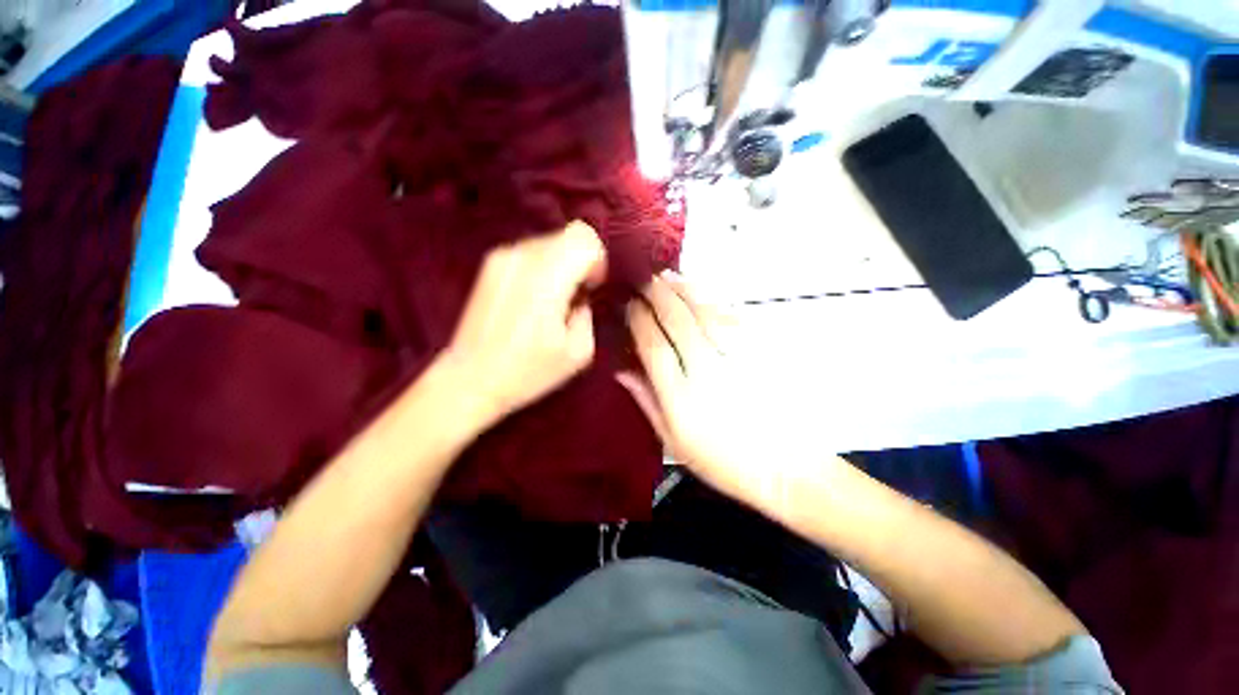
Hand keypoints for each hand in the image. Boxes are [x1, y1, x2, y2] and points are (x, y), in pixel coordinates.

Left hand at [442, 221, 606, 425]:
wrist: (471, 378)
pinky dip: (543, 267)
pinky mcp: (490, 263)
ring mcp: (501, 256)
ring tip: (552, 300)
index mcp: (546, 279)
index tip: (591, 289)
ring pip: (550, 241)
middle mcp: (522, 256)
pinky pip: (530, 251)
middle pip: (568, 235)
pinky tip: (533, 298)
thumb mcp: (578, 353)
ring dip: (561, 265)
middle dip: (581, 262)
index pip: (584, 238)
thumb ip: (588, 313)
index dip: (596, 261)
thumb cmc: (528, 371)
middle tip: (575, 296)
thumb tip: (582, 296)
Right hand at [619, 272, 802, 507]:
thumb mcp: (673, 442)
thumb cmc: (722, 462)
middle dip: (658, 294)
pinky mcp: (760, 354)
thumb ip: (646, 401)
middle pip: (678, 321)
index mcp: (682, 396)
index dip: (638, 320)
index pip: (653, 345)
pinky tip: (701, 293)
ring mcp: (737, 358)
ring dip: (683, 291)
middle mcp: (707, 370)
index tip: (628, 304)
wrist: (785, 468)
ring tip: (668, 276)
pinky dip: (712, 302)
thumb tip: (621, 370)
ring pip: (705, 313)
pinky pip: (732, 319)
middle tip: (644, 277)